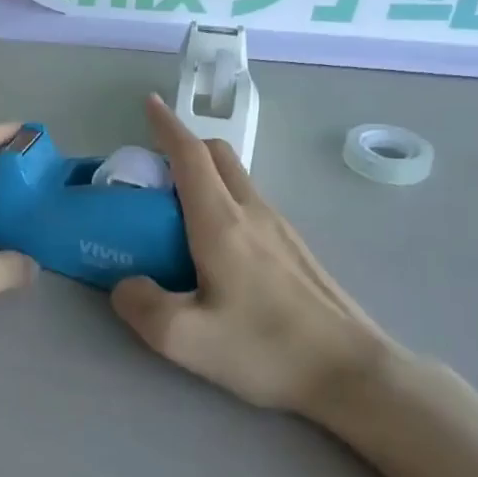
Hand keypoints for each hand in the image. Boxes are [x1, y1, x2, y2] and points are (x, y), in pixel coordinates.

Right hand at [111, 96, 412, 425]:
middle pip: (218, 156)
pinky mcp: (296, 249)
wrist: (353, 373)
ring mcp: (281, 228)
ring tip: (177, 216)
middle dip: (184, 147)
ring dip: (205, 176)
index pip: (190, 156)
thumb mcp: (185, 339)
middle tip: (154, 174)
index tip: (149, 104)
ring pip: (237, 180)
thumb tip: (125, 284)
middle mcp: (253, 212)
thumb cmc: (266, 348)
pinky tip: (215, 249)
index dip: (166, 126)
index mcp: (222, 223)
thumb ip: (141, 305)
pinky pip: (251, 205)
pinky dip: (224, 201)